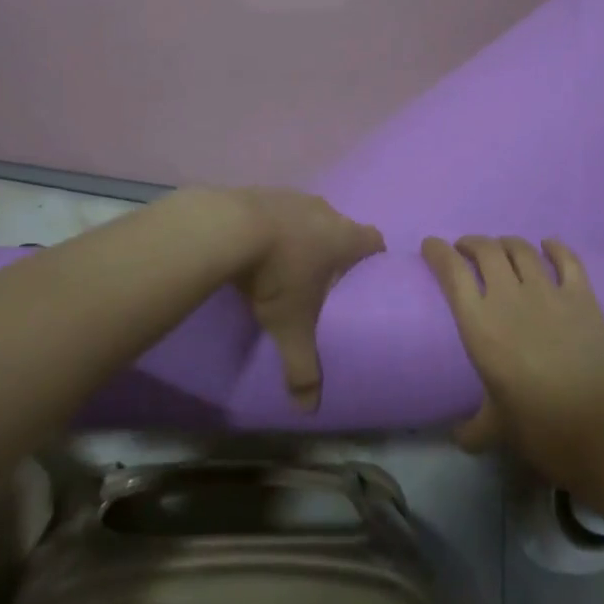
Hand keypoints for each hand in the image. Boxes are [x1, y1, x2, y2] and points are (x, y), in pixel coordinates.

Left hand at [230, 189, 382, 411]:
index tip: (365, 279)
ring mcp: (294, 197)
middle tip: (324, 279)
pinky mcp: (264, 192)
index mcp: (345, 237)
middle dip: (336, 250)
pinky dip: (275, 226)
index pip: (375, 241)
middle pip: (342, 227)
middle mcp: (326, 211)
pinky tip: (258, 247)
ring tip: (288, 264)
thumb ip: (303, 368)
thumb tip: (308, 411)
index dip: (374, 259)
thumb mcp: (291, 327)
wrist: (228, 228)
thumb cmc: (276, 274)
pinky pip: (279, 210)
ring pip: (310, 216)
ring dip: (304, 235)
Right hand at [422, 235, 603, 490]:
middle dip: (471, 244)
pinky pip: (567, 259)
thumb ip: (473, 429)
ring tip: (500, 249)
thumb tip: (458, 436)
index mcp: (480, 325)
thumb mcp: (497, 431)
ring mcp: (549, 292)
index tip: (431, 246)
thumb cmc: (541, 429)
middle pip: (486, 250)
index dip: (438, 252)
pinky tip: (549, 246)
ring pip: (521, 249)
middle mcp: (510, 297)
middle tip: (465, 251)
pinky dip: (555, 247)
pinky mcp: (582, 296)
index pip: (452, 272)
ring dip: (506, 243)